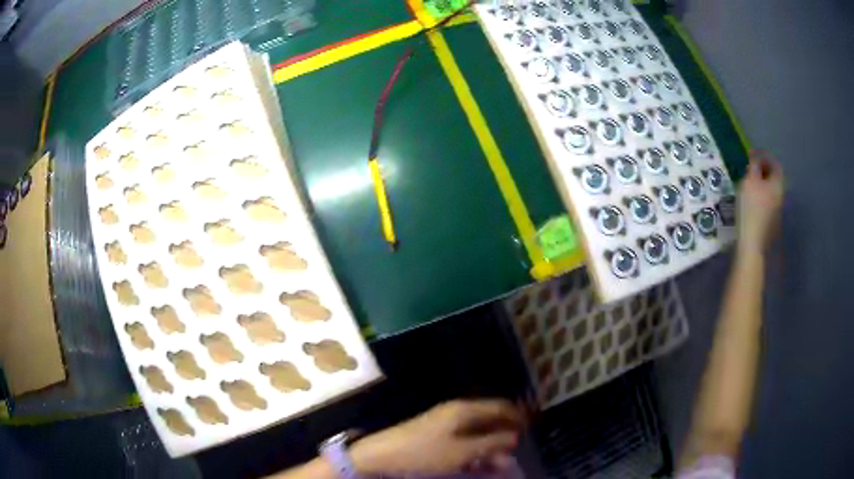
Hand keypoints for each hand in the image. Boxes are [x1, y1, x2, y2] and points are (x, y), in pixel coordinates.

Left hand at [350, 399, 524, 475]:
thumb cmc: (424, 453)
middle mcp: (457, 413)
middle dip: (505, 437)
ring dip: (491, 448)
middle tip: (516, 454)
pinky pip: (464, 442)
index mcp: (464, 410)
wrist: (382, 456)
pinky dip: (475, 452)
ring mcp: (445, 425)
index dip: (518, 416)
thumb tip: (515, 437)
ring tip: (501, 465)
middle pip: (489, 421)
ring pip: (477, 434)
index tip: (533, 428)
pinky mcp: (437, 437)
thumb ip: (491, 444)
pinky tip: (480, 465)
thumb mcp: (462, 452)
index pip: (500, 406)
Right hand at [737, 151, 784, 253]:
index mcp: (777, 183)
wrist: (752, 242)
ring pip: (771, 190)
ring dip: (762, 183)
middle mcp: (780, 195)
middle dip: (764, 170)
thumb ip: (754, 165)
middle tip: (751, 167)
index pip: (775, 164)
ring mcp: (777, 209)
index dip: (765, 156)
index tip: (754, 154)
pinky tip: (751, 199)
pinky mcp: (771, 221)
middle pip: (774, 178)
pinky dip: (761, 195)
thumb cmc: (751, 207)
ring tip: (750, 182)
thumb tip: (755, 155)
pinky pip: (768, 201)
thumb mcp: (750, 180)